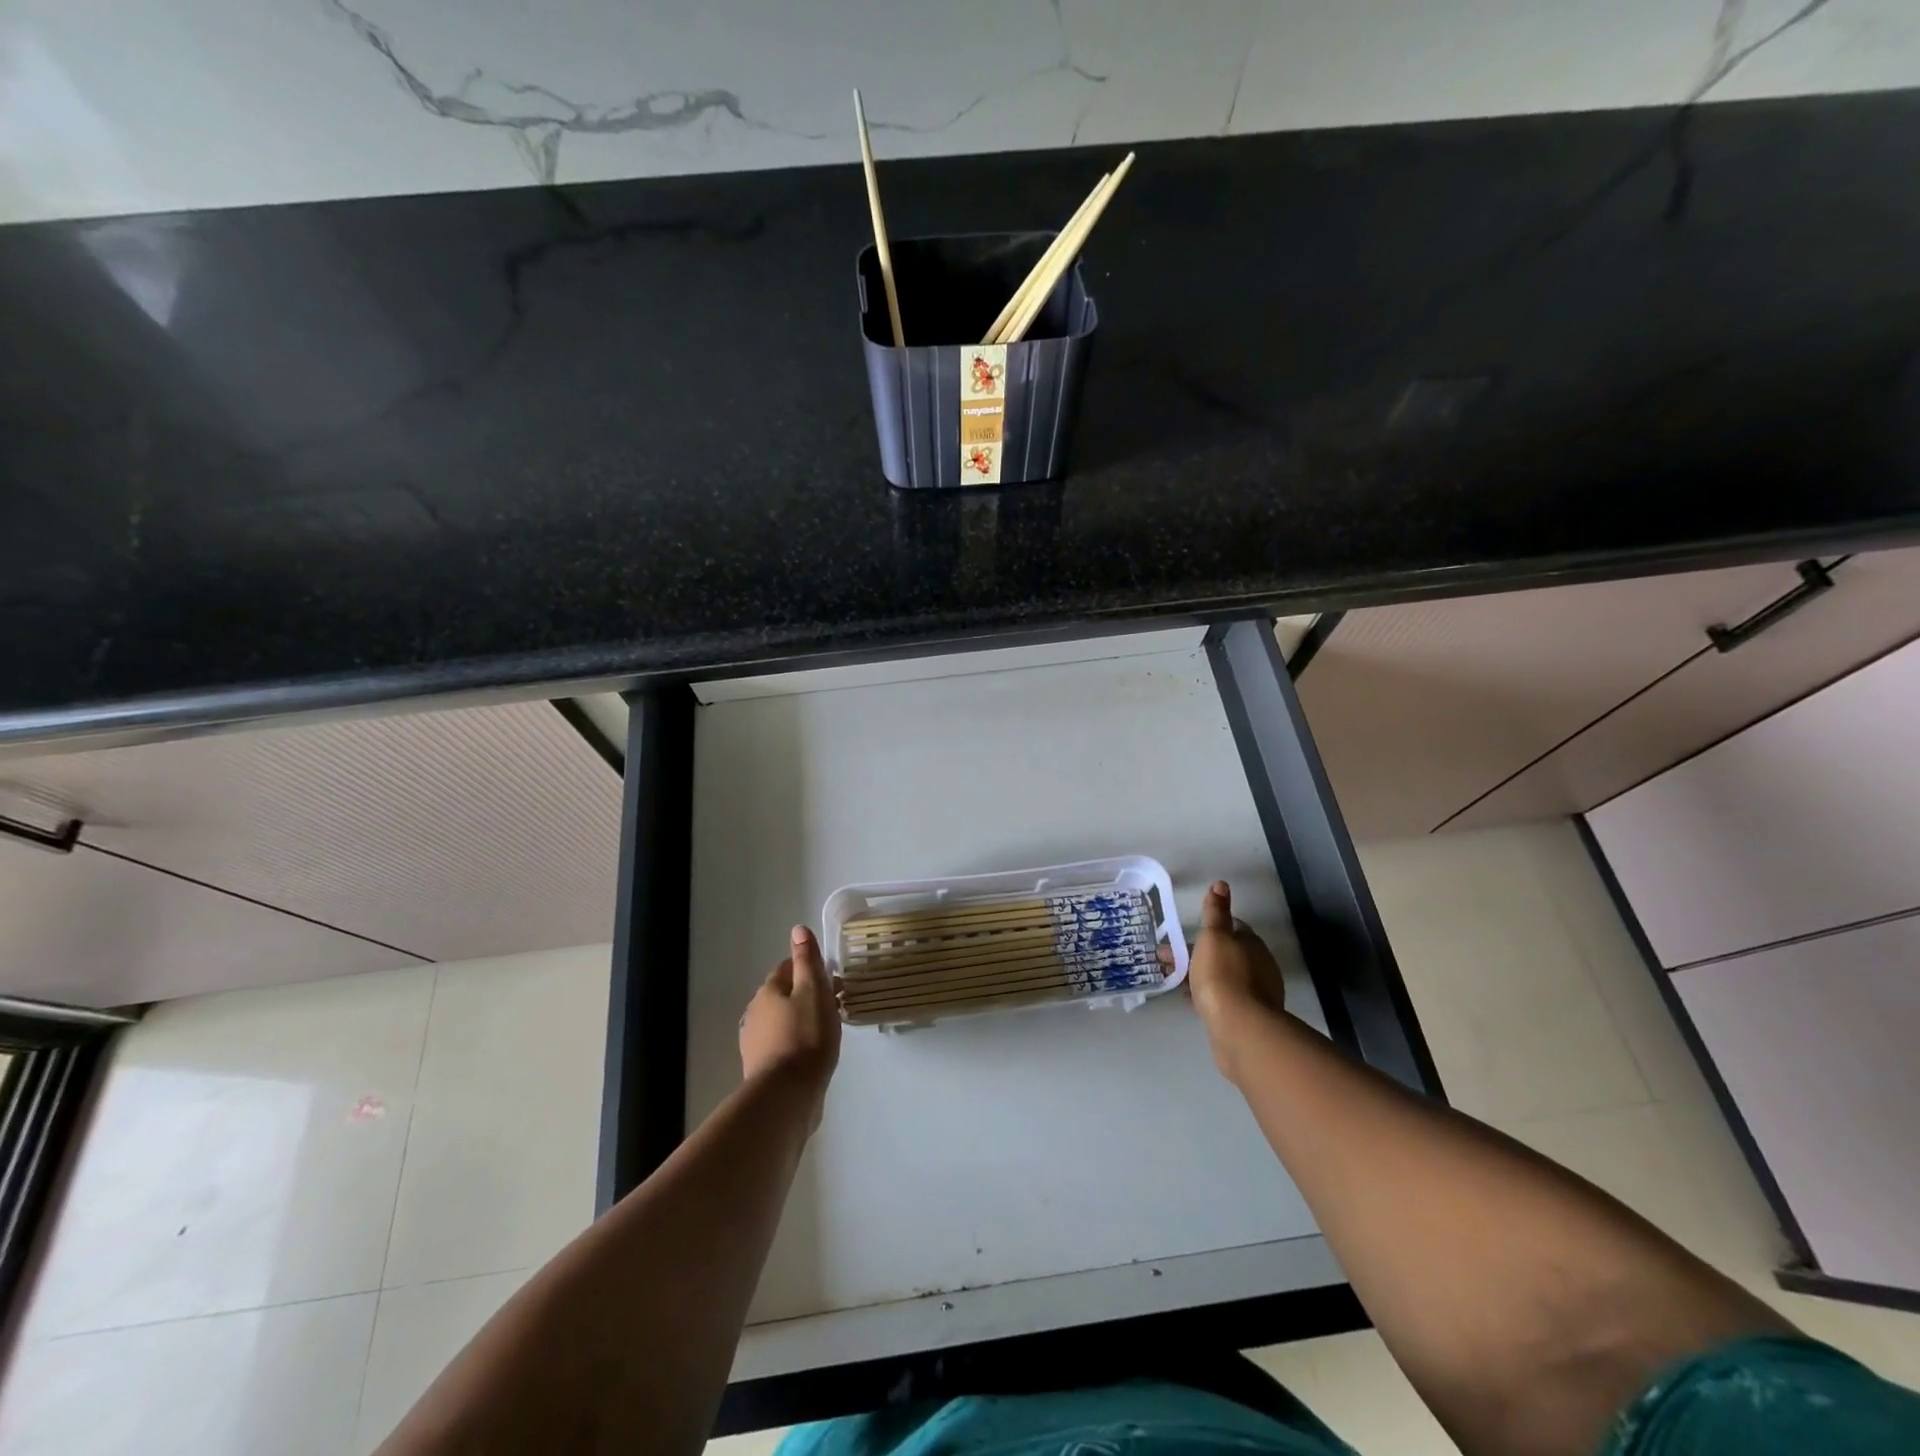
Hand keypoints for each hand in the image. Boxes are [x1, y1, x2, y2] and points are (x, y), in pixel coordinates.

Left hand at [740, 926, 841, 1120]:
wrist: (786, 1096)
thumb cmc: (806, 1036)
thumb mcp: (813, 990)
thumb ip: (807, 960)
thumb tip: (798, 929)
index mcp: (768, 991)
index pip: (788, 968)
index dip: (810, 970)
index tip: (832, 980)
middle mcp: (755, 1013)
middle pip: (784, 995)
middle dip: (807, 996)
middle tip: (834, 1006)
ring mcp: (755, 1043)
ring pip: (782, 1021)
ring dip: (801, 1020)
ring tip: (827, 1031)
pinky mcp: (761, 1068)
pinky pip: (782, 1045)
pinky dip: (796, 1043)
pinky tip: (812, 1055)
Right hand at [1187, 881, 1286, 1081]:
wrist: (1239, 1029)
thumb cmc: (1222, 976)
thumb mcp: (1214, 937)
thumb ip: (1215, 912)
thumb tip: (1221, 884)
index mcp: (1252, 944)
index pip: (1231, 928)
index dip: (1208, 930)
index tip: (1185, 937)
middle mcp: (1259, 966)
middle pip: (1225, 953)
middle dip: (1198, 955)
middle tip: (1169, 960)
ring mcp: (1256, 994)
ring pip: (1222, 977)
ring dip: (1200, 976)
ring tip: (1174, 982)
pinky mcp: (1248, 1018)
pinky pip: (1224, 999)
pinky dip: (1207, 996)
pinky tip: (1192, 1002)